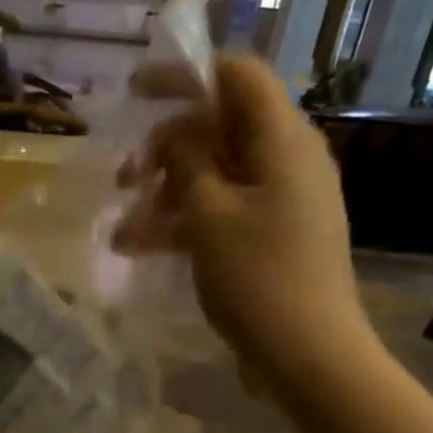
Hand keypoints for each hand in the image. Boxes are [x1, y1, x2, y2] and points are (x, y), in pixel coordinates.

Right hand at [111, 54, 375, 393]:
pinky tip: (143, 249)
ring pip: (214, 177)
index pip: (238, 77)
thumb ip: (187, 163)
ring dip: (166, 197)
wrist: (309, 357)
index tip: (135, 93)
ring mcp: (281, 202)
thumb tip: (175, 133)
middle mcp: (287, 161)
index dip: (186, 76)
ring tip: (123, 234)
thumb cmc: (259, 280)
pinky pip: (223, 213)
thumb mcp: (210, 217)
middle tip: (124, 179)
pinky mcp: (271, 238)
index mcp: (283, 141)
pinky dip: (185, 224)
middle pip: (220, 129)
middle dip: (165, 150)